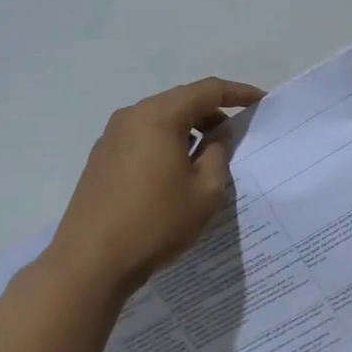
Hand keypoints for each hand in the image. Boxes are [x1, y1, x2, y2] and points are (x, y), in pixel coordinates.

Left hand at [46, 76, 265, 294]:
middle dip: (212, 111)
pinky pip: (143, 136)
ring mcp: (111, 136)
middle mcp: (132, 116)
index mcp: (159, 116)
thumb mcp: (204, 191)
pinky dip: (166, 141)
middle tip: (237, 132)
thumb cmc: (156, 222)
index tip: (261, 100)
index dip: (238, 92)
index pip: (207, 90)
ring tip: (209, 153)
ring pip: (160, 118)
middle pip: (181, 100)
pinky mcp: (101, 157)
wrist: (90, 261)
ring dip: (188, 128)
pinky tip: (176, 169)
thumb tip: (216, 135)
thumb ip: (218, 153)